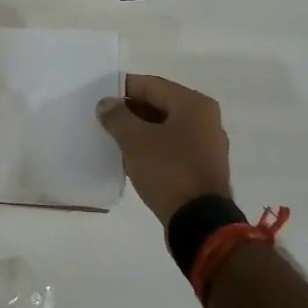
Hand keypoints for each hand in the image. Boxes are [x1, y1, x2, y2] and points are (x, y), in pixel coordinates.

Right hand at [96, 74, 232, 225]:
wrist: (200, 221)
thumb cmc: (169, 171)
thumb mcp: (136, 140)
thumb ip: (118, 117)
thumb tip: (107, 103)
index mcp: (194, 104)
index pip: (151, 85)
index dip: (123, 89)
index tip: (100, 98)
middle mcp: (206, 119)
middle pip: (161, 104)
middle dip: (131, 111)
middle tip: (104, 119)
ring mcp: (208, 144)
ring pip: (166, 127)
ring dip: (141, 130)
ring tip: (115, 139)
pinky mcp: (203, 167)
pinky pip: (173, 147)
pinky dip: (153, 147)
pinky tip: (134, 158)